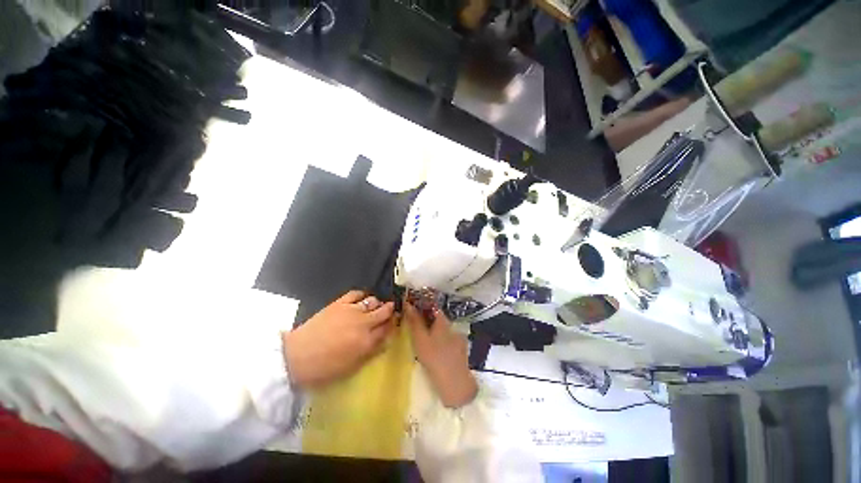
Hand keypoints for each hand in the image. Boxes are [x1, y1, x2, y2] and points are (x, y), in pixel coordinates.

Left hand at [282, 291, 394, 387]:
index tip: (394, 322)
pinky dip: (363, 295)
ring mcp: (352, 311)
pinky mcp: (340, 303)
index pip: (388, 328)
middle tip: (389, 311)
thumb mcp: (352, 367)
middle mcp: (364, 323)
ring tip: (375, 306)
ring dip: (377, 303)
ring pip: (373, 301)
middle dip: (390, 310)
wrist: (295, 358)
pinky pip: (356, 293)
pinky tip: (363, 298)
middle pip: (384, 311)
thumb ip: (371, 352)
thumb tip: (384, 340)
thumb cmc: (324, 369)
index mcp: (367, 342)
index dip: (393, 324)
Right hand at [404, 301, 477, 407]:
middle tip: (415, 325)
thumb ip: (414, 321)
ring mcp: (458, 338)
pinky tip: (435, 349)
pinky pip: (447, 339)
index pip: (432, 307)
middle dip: (427, 319)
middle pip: (437, 318)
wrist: (455, 383)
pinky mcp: (461, 349)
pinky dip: (440, 340)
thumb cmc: (434, 358)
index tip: (412, 309)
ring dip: (433, 330)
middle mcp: (452, 326)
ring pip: (443, 329)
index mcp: (443, 321)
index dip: (422, 306)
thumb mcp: (420, 339)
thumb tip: (408, 304)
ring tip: (423, 338)